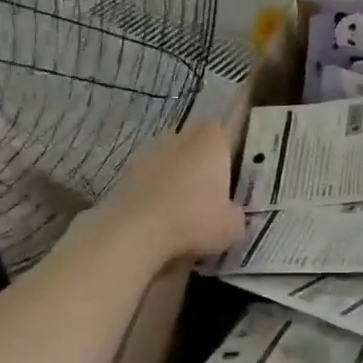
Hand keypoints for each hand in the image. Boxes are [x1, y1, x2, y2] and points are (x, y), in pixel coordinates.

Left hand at [87, 120, 245, 267]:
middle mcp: (181, 139)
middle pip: (195, 137)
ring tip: (182, 201)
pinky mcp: (127, 171)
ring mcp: (150, 153)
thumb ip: (236, 214)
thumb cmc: (194, 221)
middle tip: (209, 183)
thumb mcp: (232, 227)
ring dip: (176, 169)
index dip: (229, 148)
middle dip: (202, 154)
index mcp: (212, 142)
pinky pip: (149, 174)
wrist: (135, 232)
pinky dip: (155, 186)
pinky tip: (159, 211)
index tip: (231, 169)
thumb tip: (231, 213)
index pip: (225, 131)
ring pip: (170, 153)